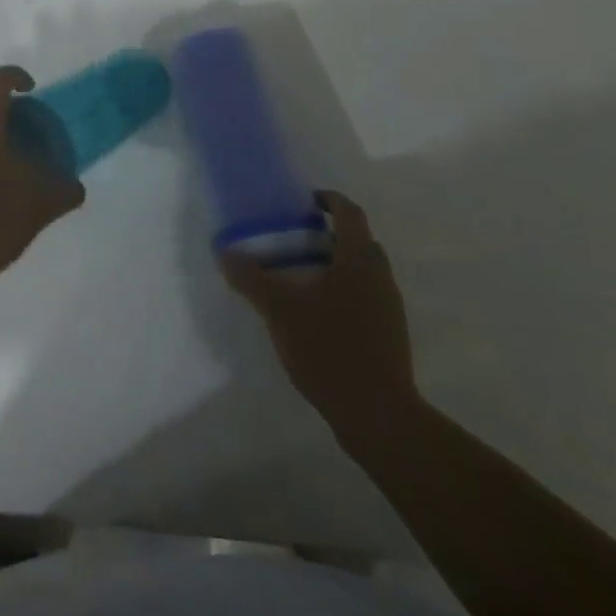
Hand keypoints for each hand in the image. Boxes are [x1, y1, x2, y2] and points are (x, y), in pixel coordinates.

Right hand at [221, 192, 419, 456]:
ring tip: (299, 276)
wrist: (378, 415)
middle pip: (360, 242)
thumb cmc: (330, 349)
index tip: (306, 200)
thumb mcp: (280, 310)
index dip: (330, 200)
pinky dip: (342, 292)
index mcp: (359, 260)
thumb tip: (226, 253)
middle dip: (330, 234)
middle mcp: (380, 277)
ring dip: (335, 264)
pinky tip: (315, 314)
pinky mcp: (389, 336)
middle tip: (295, 238)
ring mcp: (389, 309)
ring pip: (363, 272)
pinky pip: (365, 298)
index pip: (350, 214)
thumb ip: (252, 278)